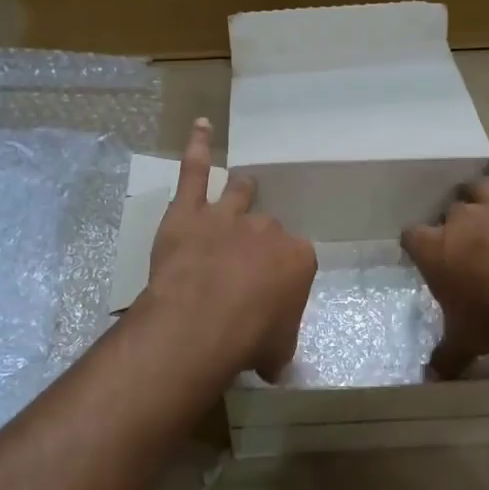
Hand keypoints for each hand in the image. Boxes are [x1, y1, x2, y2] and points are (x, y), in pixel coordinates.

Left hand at [143, 118, 316, 381]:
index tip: (272, 295)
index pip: (296, 259)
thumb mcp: (277, 351)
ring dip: (242, 190)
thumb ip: (278, 348)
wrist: (205, 320)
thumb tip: (275, 364)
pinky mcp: (190, 211)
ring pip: (239, 193)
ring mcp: (228, 215)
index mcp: (298, 258)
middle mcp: (267, 230)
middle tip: (247, 263)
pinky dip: (198, 146)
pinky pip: (194, 170)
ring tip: (244, 184)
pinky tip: (200, 125)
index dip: (282, 276)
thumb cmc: (251, 338)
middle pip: (268, 227)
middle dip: (260, 242)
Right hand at [401, 125, 488, 379]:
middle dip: (451, 223)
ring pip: (479, 187)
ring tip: (471, 193)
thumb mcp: (467, 342)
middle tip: (457, 239)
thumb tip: (430, 378)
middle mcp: (464, 219)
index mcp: (437, 248)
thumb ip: (446, 357)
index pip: (413, 238)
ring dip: (475, 191)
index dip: (416, 246)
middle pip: (450, 213)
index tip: (419, 254)